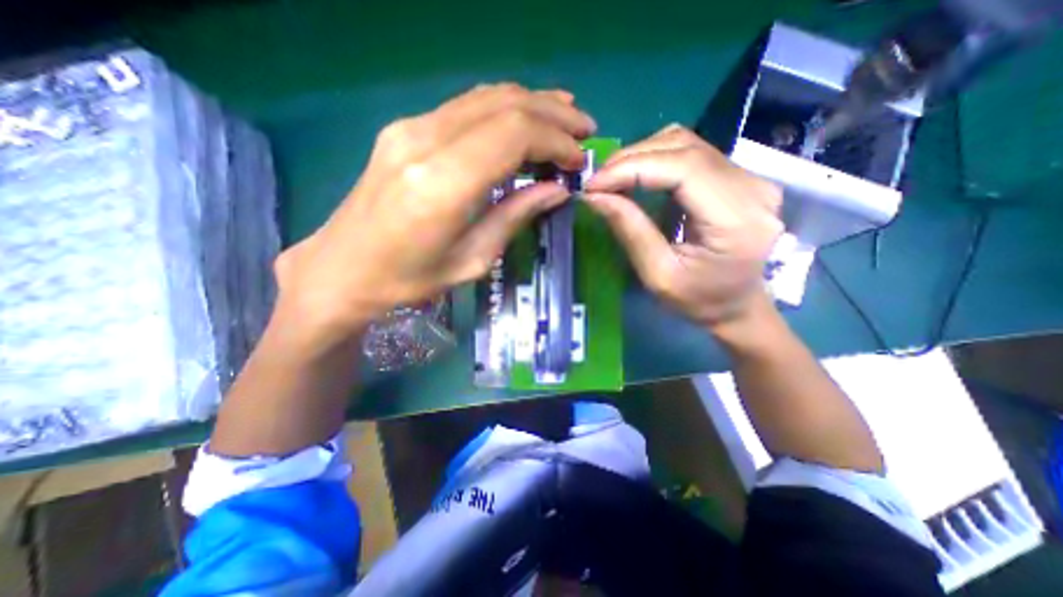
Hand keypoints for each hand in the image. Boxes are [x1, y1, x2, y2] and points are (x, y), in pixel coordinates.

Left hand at [273, 84, 594, 342]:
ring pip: (485, 97)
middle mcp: (424, 141)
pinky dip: (503, 109)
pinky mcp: (404, 130)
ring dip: (531, 104)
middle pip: (503, 105)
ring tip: (564, 117)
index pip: (514, 134)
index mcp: (442, 183)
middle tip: (584, 130)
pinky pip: (465, 107)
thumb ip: (515, 216)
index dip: (555, 141)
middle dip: (552, 114)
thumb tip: (556, 191)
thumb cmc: (408, 280)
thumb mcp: (471, 260)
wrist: (342, 270)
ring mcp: (409, 128)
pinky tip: (524, 118)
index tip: (578, 160)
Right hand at [580, 123, 778, 332]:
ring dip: (642, 155)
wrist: (738, 305)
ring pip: (687, 143)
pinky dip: (657, 158)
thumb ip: (630, 231)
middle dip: (631, 159)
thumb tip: (594, 196)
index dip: (632, 168)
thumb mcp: (658, 275)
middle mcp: (752, 187)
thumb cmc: (699, 300)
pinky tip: (636, 176)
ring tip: (612, 179)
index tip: (594, 184)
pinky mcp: (739, 176)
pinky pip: (692, 152)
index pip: (683, 168)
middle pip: (685, 147)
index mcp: (736, 220)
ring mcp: (750, 177)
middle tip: (597, 181)